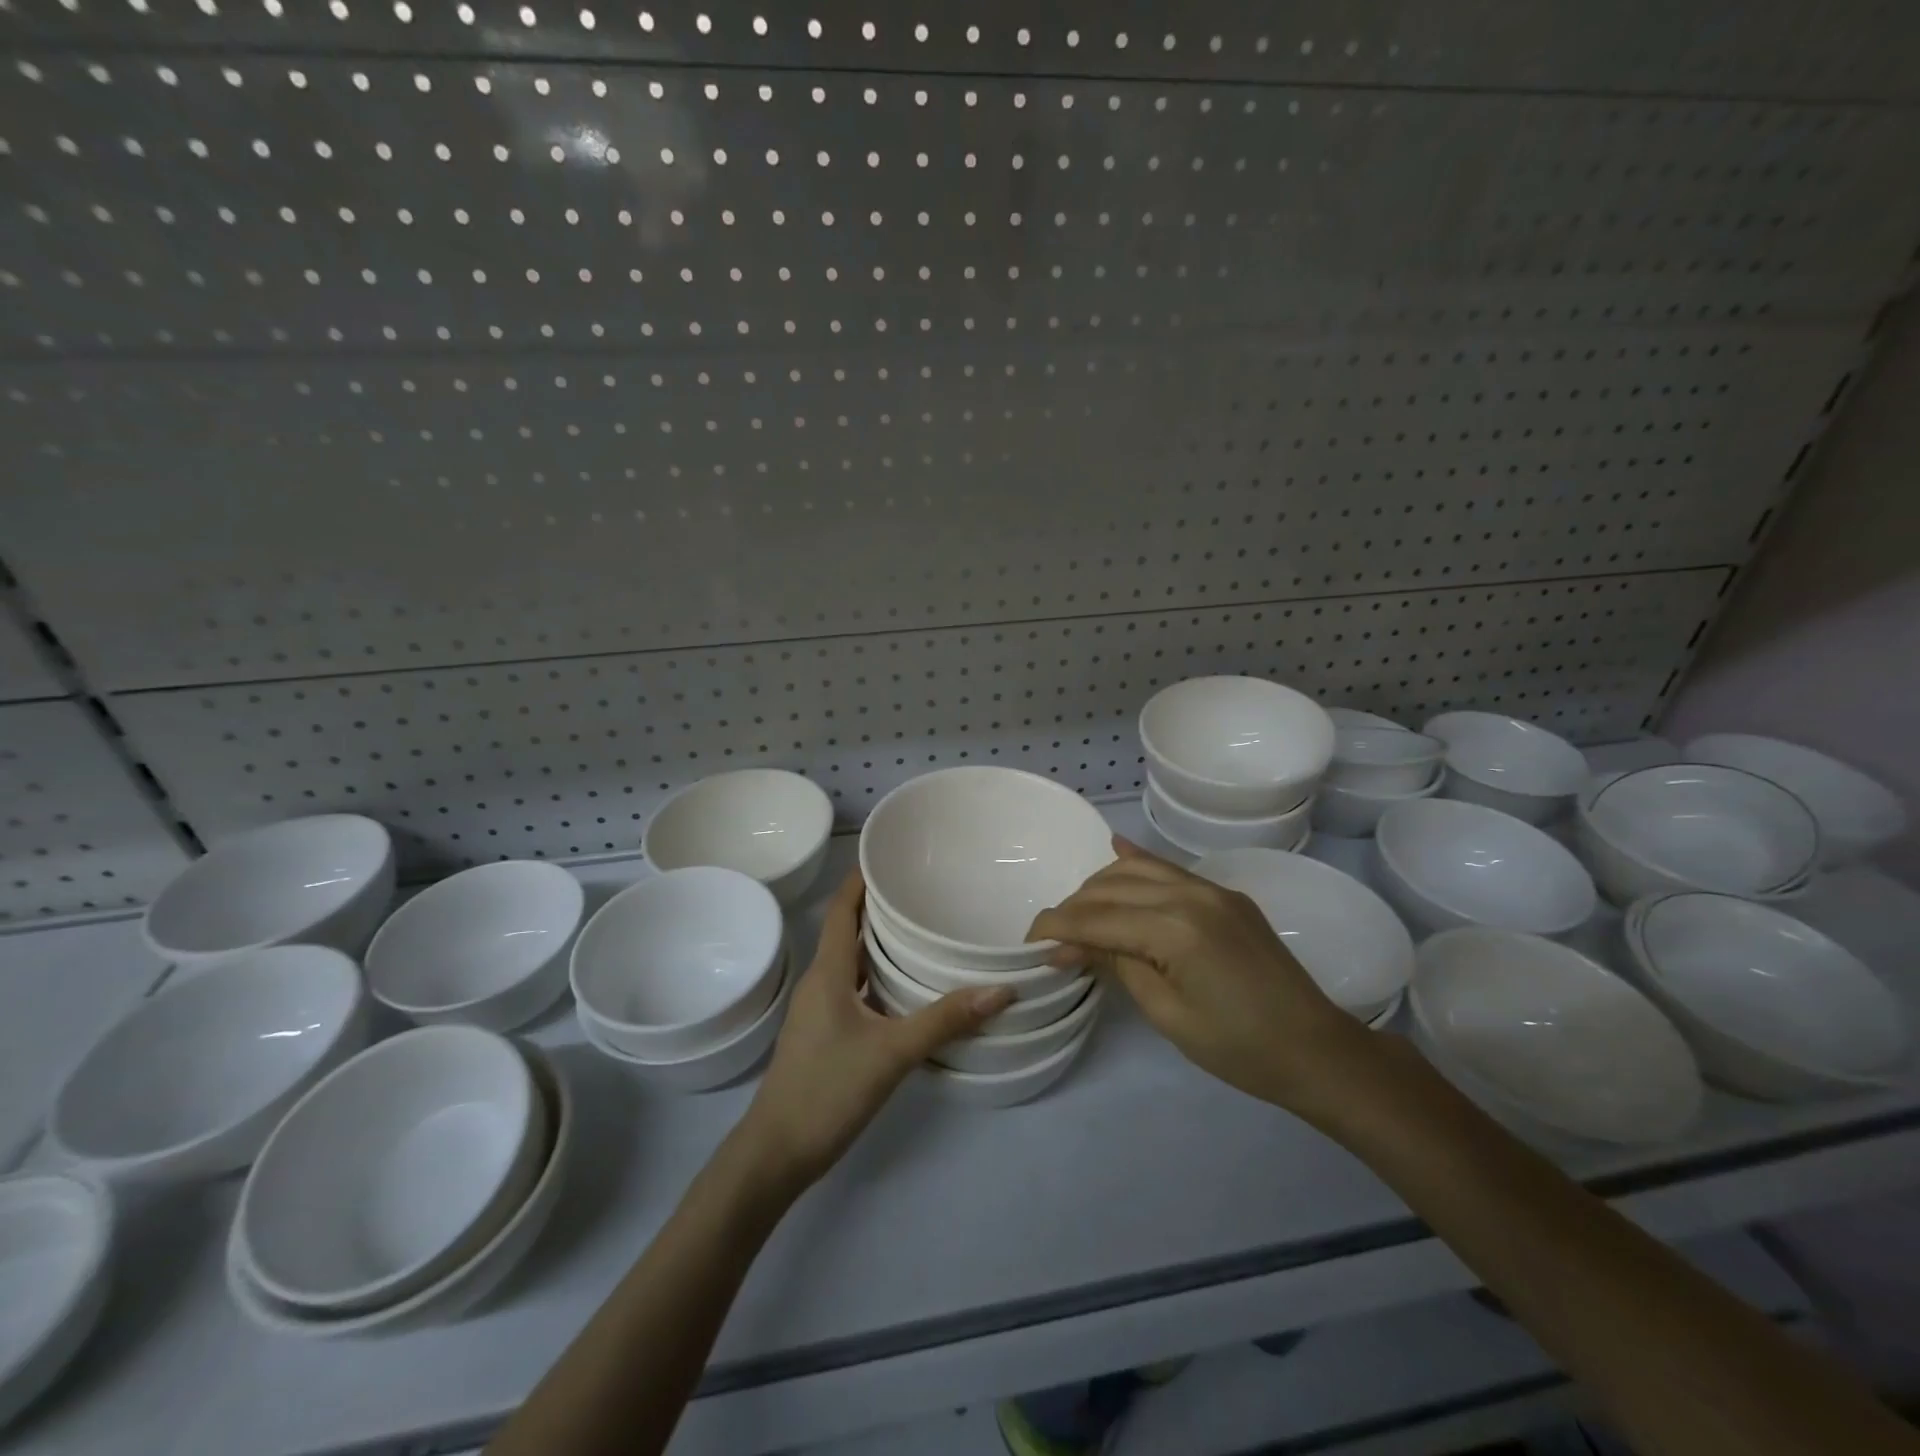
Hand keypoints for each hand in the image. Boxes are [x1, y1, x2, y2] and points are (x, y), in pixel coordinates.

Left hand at [739, 871, 1013, 1190]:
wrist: (776, 1153)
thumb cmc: (827, 1090)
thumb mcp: (892, 1053)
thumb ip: (944, 1021)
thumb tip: (1001, 990)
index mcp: (828, 973)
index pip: (841, 910)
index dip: (860, 879)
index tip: (889, 855)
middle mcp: (820, 983)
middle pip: (849, 932)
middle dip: (880, 909)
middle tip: (923, 891)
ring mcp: (819, 1011)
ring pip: (852, 964)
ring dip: (880, 945)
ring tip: (922, 931)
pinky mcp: (824, 1034)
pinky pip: (854, 990)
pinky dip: (878, 979)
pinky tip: (907, 990)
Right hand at [1030, 838, 1371, 1114]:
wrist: (1316, 1049)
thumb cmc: (1238, 1048)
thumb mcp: (1167, 1014)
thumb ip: (1115, 964)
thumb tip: (1067, 944)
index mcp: (1174, 929)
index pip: (1096, 918)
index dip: (1057, 927)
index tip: (1028, 941)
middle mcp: (1189, 894)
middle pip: (1111, 888)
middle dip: (1073, 909)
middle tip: (1052, 939)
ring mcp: (1211, 889)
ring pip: (1137, 870)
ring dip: (1100, 886)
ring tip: (1079, 914)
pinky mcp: (1224, 894)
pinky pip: (1170, 868)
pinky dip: (1138, 861)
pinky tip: (1116, 849)